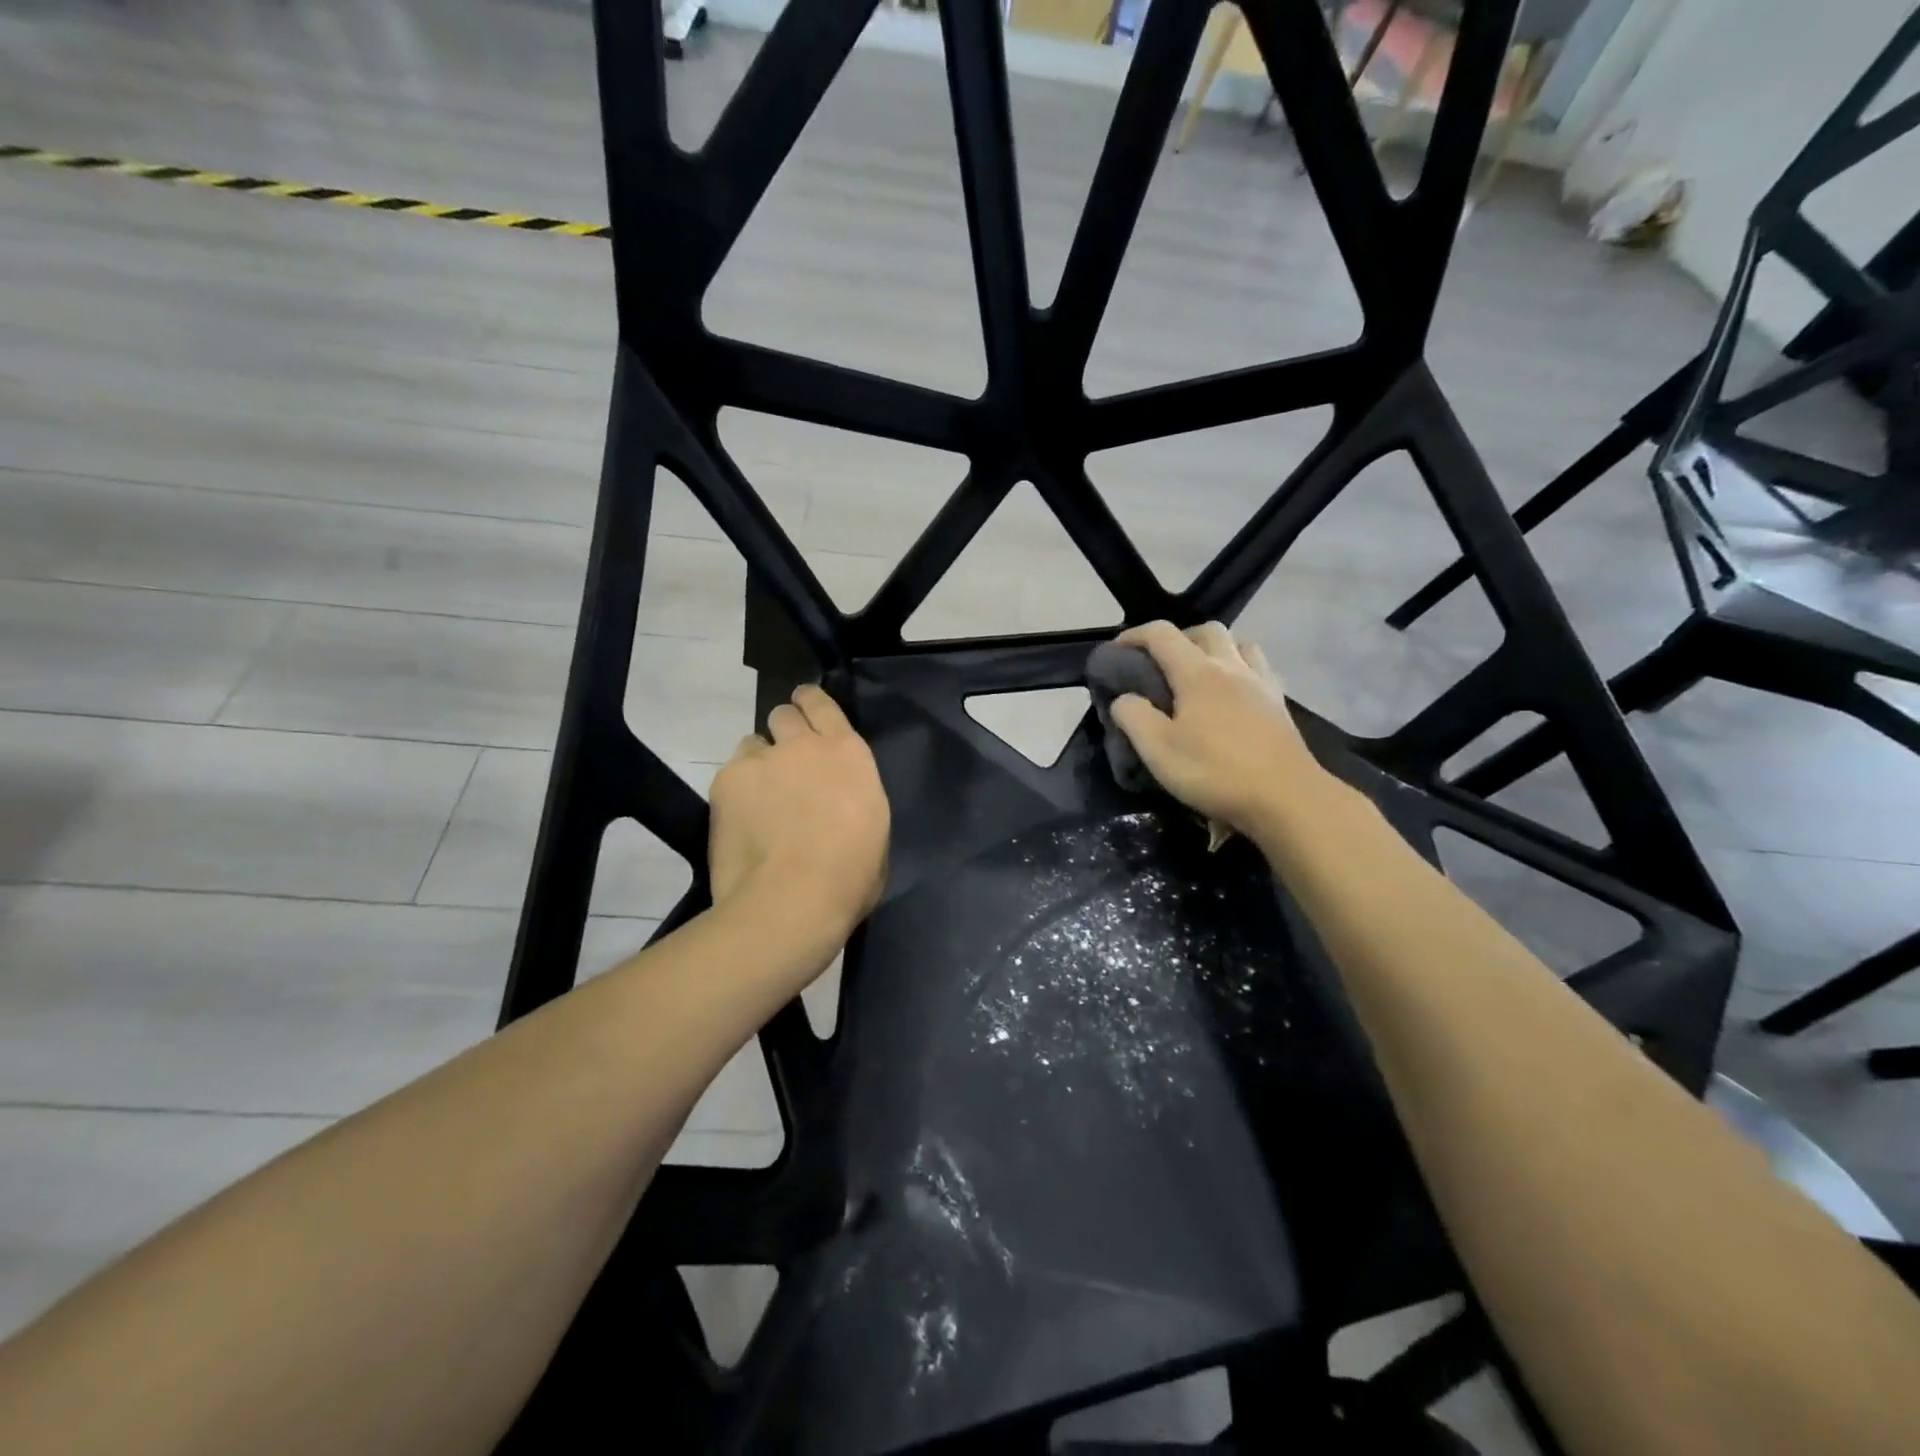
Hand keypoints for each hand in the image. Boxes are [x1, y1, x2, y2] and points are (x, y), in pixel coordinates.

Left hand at [708, 684, 889, 944]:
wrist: (793, 899)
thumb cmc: (850, 876)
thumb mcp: (873, 829)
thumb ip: (854, 799)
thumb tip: (840, 803)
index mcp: (848, 753)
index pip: (823, 704)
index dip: (810, 704)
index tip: (805, 712)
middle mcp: (804, 745)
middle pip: (784, 714)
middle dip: (783, 731)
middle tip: (784, 763)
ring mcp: (762, 759)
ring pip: (752, 743)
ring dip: (758, 762)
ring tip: (758, 798)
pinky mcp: (726, 781)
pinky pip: (730, 774)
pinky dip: (735, 791)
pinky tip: (740, 821)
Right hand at [1108, 621, 1329, 838]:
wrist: (1286, 798)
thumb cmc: (1215, 772)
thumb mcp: (1158, 750)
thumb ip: (1133, 716)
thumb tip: (1124, 698)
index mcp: (1198, 673)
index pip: (1162, 635)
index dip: (1134, 636)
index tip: (1116, 651)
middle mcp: (1232, 667)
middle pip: (1207, 630)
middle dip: (1179, 637)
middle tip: (1162, 663)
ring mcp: (1261, 683)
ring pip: (1239, 644)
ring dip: (1215, 649)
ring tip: (1200, 674)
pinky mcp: (1280, 705)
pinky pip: (1259, 669)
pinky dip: (1241, 669)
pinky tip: (1234, 694)